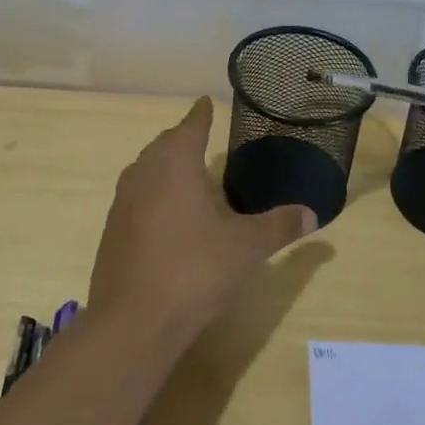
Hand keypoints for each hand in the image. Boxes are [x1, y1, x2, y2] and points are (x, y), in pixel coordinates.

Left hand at [88, 97, 316, 353]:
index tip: (206, 102)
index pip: (191, 125)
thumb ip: (279, 227)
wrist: (133, 322)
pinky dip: (153, 194)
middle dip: (183, 138)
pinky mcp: (111, 230)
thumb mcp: (246, 247)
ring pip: (145, 170)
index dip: (201, 114)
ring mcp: (122, 202)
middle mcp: (144, 172)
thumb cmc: (194, 270)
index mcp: (175, 163)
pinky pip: (136, 197)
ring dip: (164, 166)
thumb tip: (313, 214)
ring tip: (187, 174)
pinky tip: (168, 216)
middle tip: (202, 138)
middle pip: (164, 144)